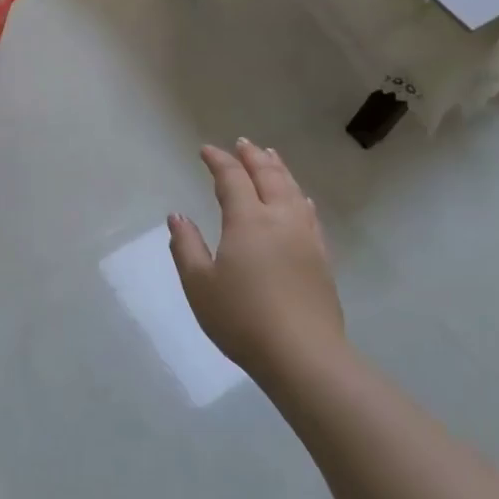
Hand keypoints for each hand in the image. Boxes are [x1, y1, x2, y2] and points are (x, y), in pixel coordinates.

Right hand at [168, 140, 344, 371]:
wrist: (303, 355)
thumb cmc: (242, 319)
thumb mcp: (199, 284)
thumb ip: (187, 246)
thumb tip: (178, 216)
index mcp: (248, 221)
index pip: (232, 178)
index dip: (219, 160)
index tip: (206, 150)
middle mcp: (280, 219)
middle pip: (268, 176)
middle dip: (253, 157)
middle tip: (242, 143)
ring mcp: (305, 237)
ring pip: (293, 190)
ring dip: (279, 169)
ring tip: (270, 157)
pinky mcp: (321, 257)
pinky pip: (310, 213)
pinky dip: (299, 195)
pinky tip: (300, 198)